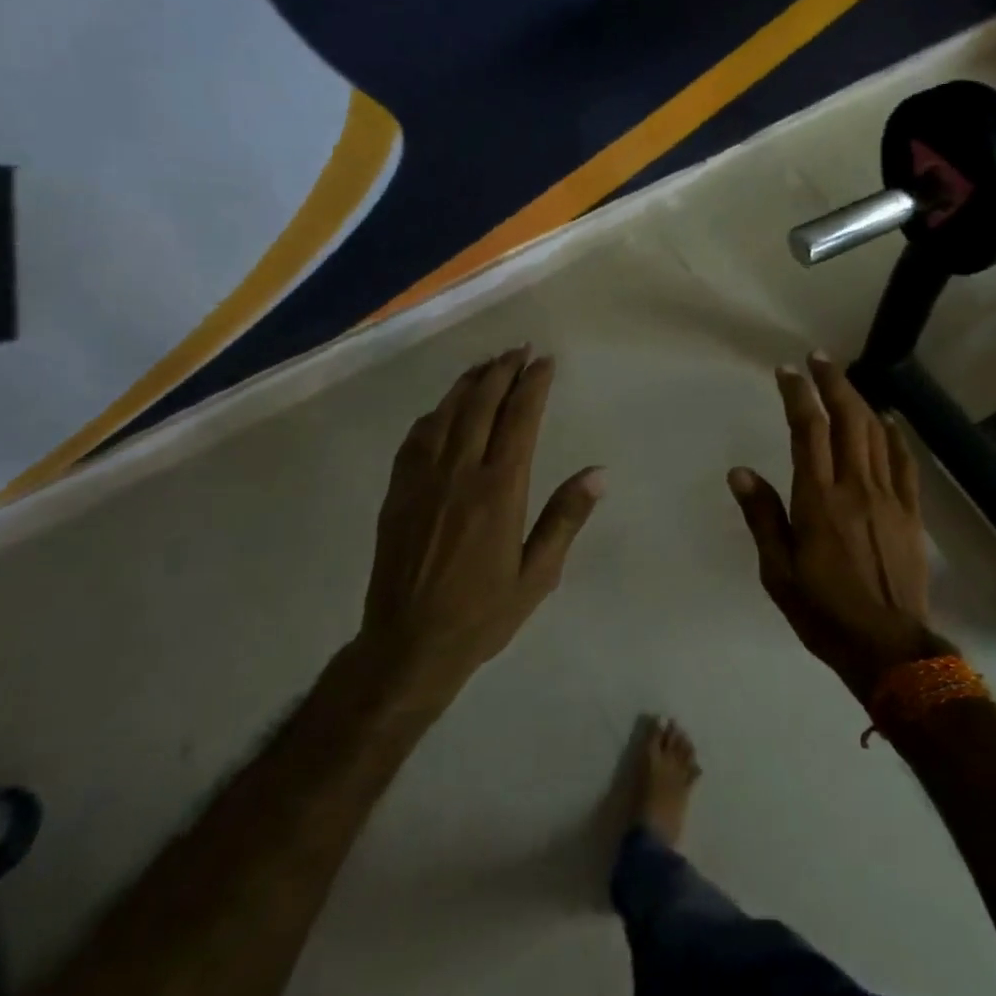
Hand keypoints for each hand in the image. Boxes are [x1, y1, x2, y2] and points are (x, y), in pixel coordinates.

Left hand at [358, 347, 602, 695]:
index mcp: (498, 492)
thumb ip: (565, 518)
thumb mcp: (538, 574)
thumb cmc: (483, 614)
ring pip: (446, 414)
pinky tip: (445, 408)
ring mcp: (423, 480)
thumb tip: (598, 473)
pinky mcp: (397, 493)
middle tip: (520, 350)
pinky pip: (416, 439)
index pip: (519, 420)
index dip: (533, 385)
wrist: (408, 645)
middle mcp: (459, 475)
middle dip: (503, 371)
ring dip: (469, 383)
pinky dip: (435, 413)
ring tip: (488, 364)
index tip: (545, 361)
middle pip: (481, 406)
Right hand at [728, 353, 944, 701]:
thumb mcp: (778, 571)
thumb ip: (762, 516)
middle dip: (832, 382)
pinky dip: (894, 435)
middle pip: (847, 420)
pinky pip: (904, 462)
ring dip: (859, 400)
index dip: (798, 395)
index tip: (787, 371)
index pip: (807, 431)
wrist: (887, 645)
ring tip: (844, 380)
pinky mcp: (911, 512)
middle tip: (818, 358)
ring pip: (875, 433)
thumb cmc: (823, 611)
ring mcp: (889, 497)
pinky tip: (887, 420)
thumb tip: (740, 471)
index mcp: (818, 500)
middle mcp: (855, 487)